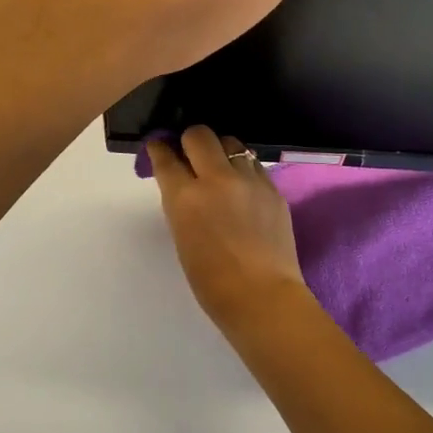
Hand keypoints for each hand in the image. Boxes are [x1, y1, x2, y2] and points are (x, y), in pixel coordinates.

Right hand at [149, 126, 309, 327]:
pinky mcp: (273, 188)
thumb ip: (181, 204)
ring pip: (231, 142)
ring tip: (220, 168)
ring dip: (220, 151)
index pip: (166, 157)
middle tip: (190, 155)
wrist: (262, 297)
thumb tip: (184, 184)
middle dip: (190, 140)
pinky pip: (253, 165)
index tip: (159, 148)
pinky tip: (243, 188)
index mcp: (186, 197)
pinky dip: (243, 170)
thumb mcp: (183, 238)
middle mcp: (217, 179)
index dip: (159, 150)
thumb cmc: (211, 281)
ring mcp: (249, 180)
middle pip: (199, 135)